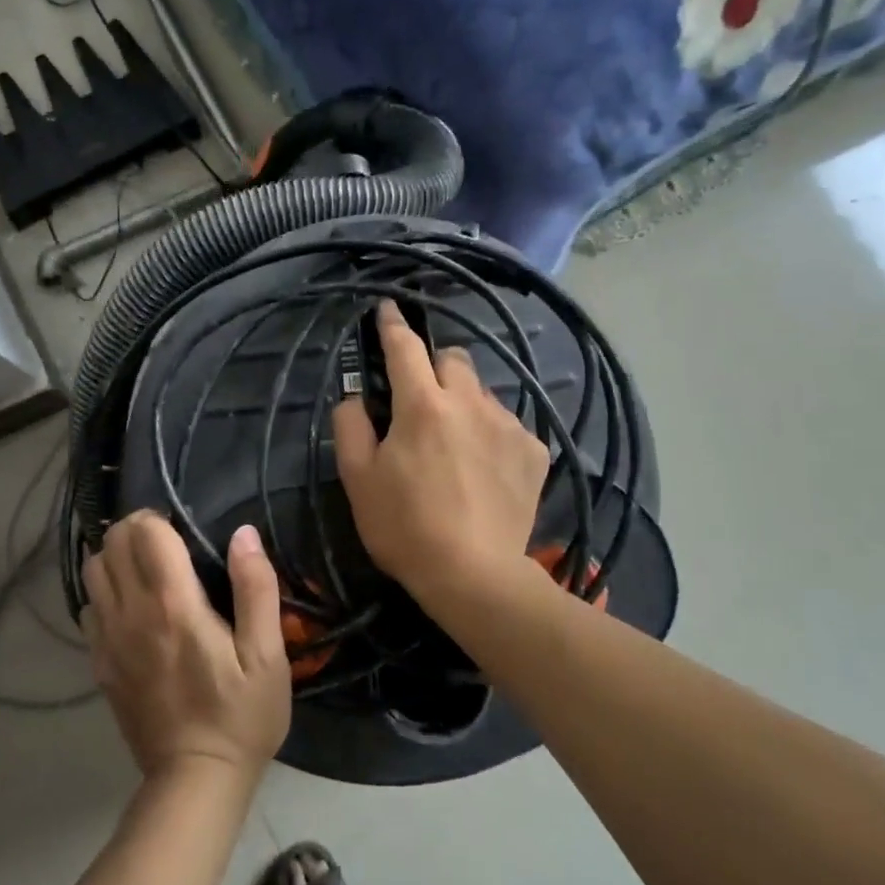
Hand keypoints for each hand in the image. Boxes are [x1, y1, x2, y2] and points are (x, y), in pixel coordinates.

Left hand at [83, 514, 291, 783]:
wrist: (194, 781)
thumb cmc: (240, 715)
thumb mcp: (267, 655)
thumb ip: (256, 588)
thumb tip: (243, 533)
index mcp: (173, 604)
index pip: (144, 532)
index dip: (159, 519)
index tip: (183, 531)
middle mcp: (131, 613)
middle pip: (111, 543)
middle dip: (135, 531)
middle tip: (166, 545)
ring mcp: (107, 639)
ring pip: (92, 571)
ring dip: (115, 558)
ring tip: (147, 570)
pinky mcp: (98, 662)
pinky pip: (88, 606)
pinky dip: (105, 593)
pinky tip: (132, 608)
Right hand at [333, 300, 550, 599]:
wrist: (475, 576)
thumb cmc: (405, 527)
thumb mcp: (357, 479)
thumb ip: (350, 425)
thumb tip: (356, 397)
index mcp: (422, 405)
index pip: (405, 347)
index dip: (392, 324)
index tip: (388, 308)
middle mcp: (470, 402)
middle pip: (453, 358)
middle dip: (434, 365)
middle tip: (421, 398)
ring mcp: (508, 425)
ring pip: (482, 391)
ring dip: (464, 401)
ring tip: (455, 442)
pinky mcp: (534, 451)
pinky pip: (507, 423)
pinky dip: (490, 432)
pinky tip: (484, 468)